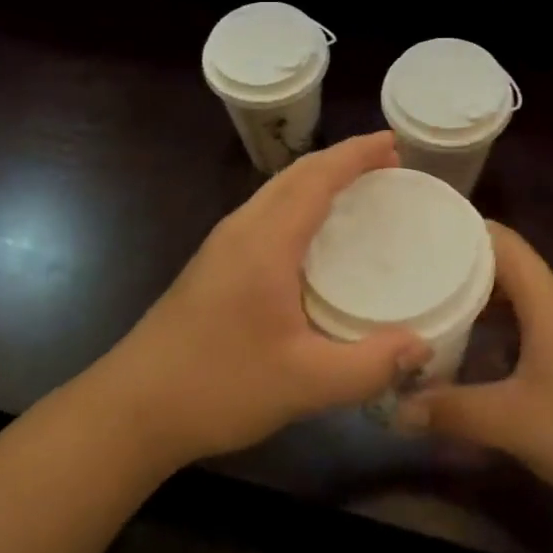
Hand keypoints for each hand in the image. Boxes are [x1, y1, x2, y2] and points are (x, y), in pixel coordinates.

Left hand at [92, 132, 433, 467]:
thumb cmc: (217, 386)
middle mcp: (242, 230)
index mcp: (265, 241)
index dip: (357, 154)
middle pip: (296, 174)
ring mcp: (222, 246)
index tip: (394, 143)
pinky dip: (300, 203)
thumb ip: (369, 365)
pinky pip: (267, 213)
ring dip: (319, 179)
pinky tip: (315, 237)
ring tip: (360, 190)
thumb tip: (422, 347)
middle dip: (343, 160)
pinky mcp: (213, 265)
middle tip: (389, 164)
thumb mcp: (304, 384)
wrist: (131, 410)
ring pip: (277, 191)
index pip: (316, 177)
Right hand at [396, 224, 552, 505]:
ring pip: (524, 298)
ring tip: (441, 312)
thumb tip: (399, 410)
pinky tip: (482, 354)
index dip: (464, 231)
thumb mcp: (510, 421)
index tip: (424, 234)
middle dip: (464, 271)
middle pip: (510, 268)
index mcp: (549, 300)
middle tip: (419, 278)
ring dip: (485, 303)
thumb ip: (452, 411)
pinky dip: (506, 327)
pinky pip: (538, 322)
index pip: (503, 242)